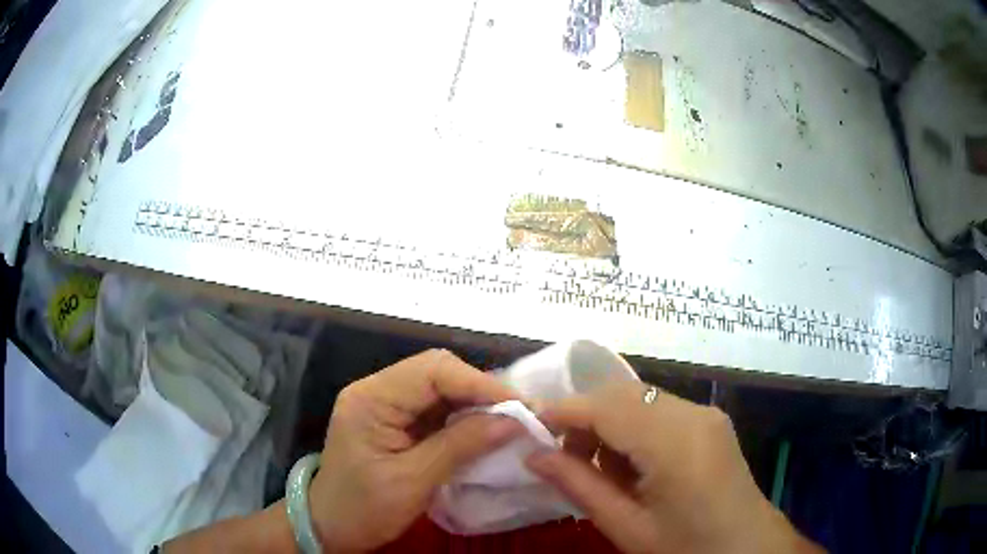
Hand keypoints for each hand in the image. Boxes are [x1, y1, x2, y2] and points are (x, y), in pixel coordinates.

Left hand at [308, 349, 523, 551]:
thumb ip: (461, 446)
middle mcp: (376, 390)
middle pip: (437, 371)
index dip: (480, 384)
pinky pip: (435, 406)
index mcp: (372, 398)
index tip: (520, 406)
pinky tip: (484, 429)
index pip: (433, 371)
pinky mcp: (394, 420)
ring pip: (440, 386)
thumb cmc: (364, 508)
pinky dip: (462, 416)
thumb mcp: (413, 481)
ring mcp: (384, 403)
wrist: (331, 526)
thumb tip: (514, 421)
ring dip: (475, 402)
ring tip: (509, 420)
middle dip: (480, 389)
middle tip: (519, 412)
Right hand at [527, 382, 822, 553]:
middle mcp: (693, 413)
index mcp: (674, 442)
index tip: (529, 426)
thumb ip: (579, 486)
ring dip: (609, 422)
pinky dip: (633, 428)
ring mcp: (706, 413)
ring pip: (640, 399)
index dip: (563, 410)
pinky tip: (630, 465)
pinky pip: (660, 410)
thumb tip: (533, 455)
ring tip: (597, 467)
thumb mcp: (628, 527)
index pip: (607, 406)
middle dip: (585, 416)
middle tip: (561, 455)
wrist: (747, 548)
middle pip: (623, 394)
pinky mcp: (710, 421)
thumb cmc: (686, 547)